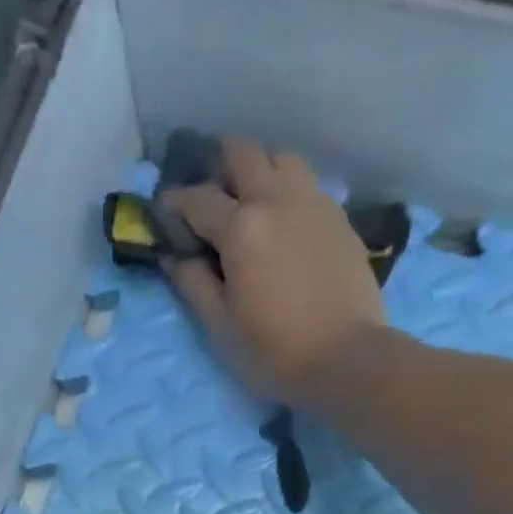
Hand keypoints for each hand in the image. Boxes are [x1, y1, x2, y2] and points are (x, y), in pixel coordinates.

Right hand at [162, 138, 387, 405]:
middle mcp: (277, 201)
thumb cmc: (276, 353)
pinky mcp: (341, 220)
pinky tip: (288, 227)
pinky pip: (310, 187)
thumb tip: (172, 256)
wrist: (347, 360)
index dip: (175, 203)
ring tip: (255, 206)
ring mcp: (314, 205)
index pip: (198, 198)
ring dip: (262, 172)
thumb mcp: (222, 328)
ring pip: (282, 160)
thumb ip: (193, 285)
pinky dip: (291, 194)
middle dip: (219, 167)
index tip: (165, 214)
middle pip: (243, 153)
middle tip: (213, 201)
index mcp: (241, 228)